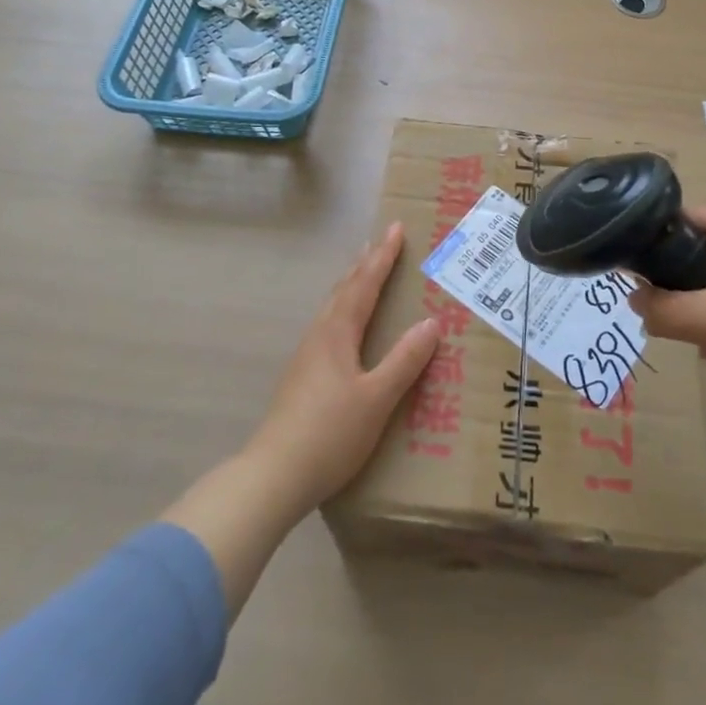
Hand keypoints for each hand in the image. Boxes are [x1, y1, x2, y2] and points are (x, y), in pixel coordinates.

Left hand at [244, 222, 440, 512]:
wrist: (274, 475)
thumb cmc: (330, 433)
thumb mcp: (377, 399)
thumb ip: (404, 361)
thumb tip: (431, 323)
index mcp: (337, 333)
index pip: (364, 284)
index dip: (382, 257)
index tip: (396, 229)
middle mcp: (319, 336)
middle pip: (344, 289)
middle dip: (365, 264)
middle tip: (381, 242)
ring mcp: (307, 356)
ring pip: (333, 307)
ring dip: (352, 285)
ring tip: (364, 273)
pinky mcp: (302, 376)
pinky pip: (329, 325)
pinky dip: (344, 309)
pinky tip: (346, 327)